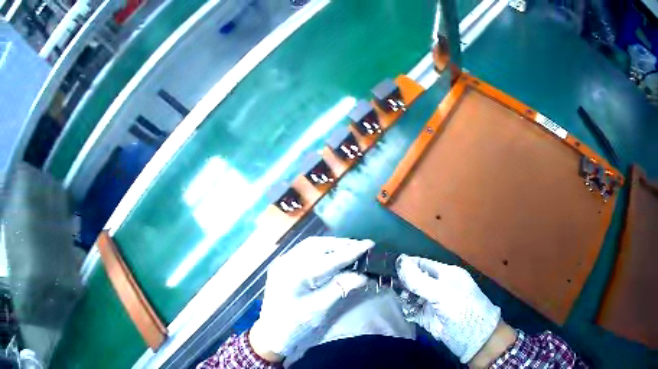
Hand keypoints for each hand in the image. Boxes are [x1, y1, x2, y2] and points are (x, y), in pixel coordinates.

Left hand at [249, 237, 373, 359]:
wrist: (271, 335)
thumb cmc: (295, 325)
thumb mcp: (319, 309)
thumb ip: (339, 288)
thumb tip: (362, 275)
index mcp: (294, 274)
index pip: (328, 258)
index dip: (350, 251)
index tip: (370, 244)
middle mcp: (286, 262)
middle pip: (317, 245)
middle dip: (341, 245)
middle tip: (361, 246)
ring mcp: (281, 263)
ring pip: (310, 246)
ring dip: (331, 246)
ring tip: (350, 249)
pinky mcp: (281, 267)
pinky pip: (303, 252)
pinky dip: (320, 250)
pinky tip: (332, 255)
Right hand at [396, 255, 501, 363]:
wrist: (472, 337)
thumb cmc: (461, 308)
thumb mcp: (442, 292)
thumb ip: (419, 279)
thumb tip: (399, 260)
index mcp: (446, 274)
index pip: (423, 264)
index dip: (406, 264)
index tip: (386, 265)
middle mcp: (438, 286)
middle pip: (415, 279)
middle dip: (401, 280)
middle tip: (382, 281)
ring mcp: (432, 302)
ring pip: (412, 294)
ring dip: (402, 295)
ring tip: (388, 294)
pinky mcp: (427, 317)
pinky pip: (412, 309)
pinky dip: (405, 308)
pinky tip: (399, 307)